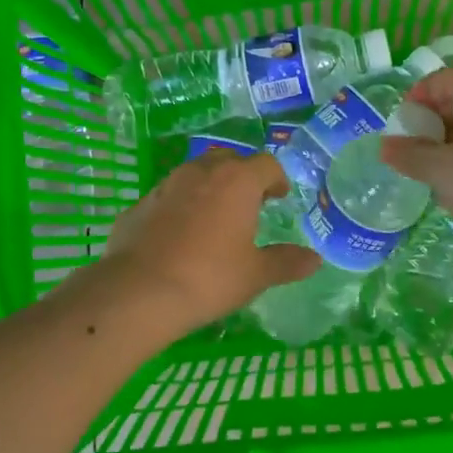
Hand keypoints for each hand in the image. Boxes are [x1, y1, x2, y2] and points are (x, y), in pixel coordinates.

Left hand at [96, 150, 318, 335]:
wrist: (140, 292)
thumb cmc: (210, 278)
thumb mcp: (256, 275)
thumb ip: (286, 262)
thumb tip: (313, 259)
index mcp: (237, 182)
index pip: (266, 164)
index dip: (276, 178)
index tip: (279, 197)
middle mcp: (200, 172)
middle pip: (228, 160)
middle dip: (241, 176)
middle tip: (249, 204)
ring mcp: (165, 186)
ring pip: (194, 174)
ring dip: (208, 188)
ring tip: (214, 219)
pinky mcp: (139, 205)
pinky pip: (167, 198)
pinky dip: (178, 208)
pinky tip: (178, 237)